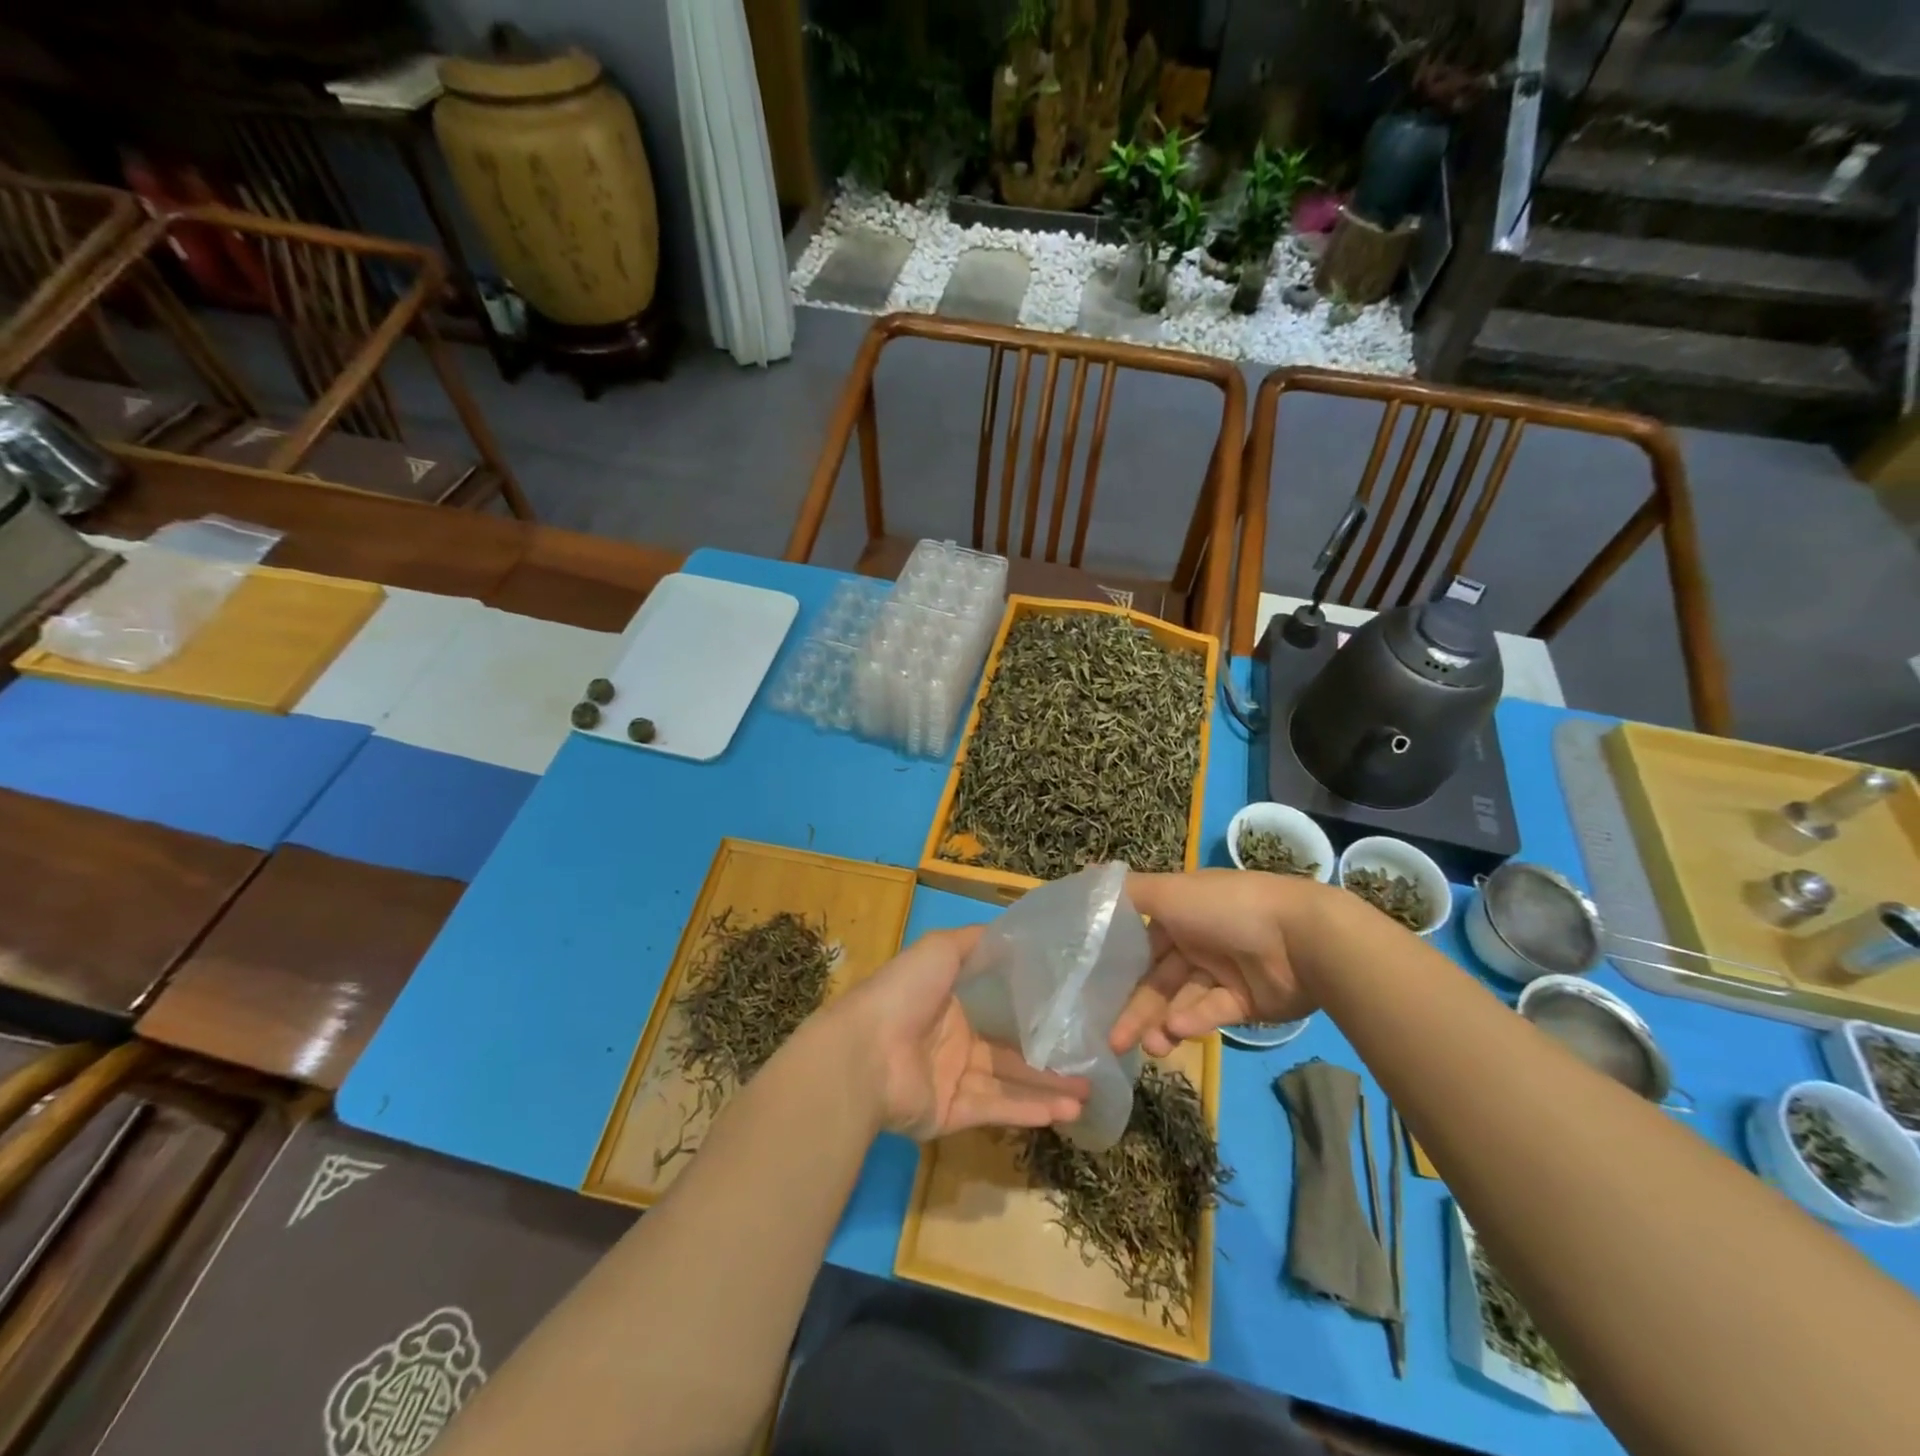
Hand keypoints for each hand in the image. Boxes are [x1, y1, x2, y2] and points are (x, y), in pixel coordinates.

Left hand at [825, 926, 1089, 1141]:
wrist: (864, 1052)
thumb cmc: (903, 993)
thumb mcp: (940, 949)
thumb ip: (974, 942)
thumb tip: (1011, 932)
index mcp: (949, 1003)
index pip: (998, 1009)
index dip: (1032, 1012)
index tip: (1070, 1012)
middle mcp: (953, 1041)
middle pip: (1009, 1051)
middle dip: (1048, 1058)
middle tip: (1090, 1061)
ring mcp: (951, 1080)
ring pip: (1008, 1083)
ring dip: (1047, 1087)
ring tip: (1088, 1091)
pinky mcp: (949, 1114)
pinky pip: (994, 1109)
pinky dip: (1027, 1110)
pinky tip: (1063, 1110)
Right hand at [1111, 870, 1317, 1056]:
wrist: (1303, 939)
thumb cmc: (1228, 908)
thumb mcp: (1171, 892)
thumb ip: (1128, 892)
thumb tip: (1086, 876)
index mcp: (1181, 910)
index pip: (1141, 940)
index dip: (1118, 965)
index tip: (1092, 992)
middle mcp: (1199, 938)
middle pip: (1158, 977)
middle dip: (1136, 1008)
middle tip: (1113, 1042)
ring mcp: (1224, 971)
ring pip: (1182, 1000)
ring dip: (1162, 1022)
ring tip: (1151, 1047)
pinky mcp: (1247, 1001)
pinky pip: (1213, 1011)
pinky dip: (1195, 1020)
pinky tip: (1180, 1029)